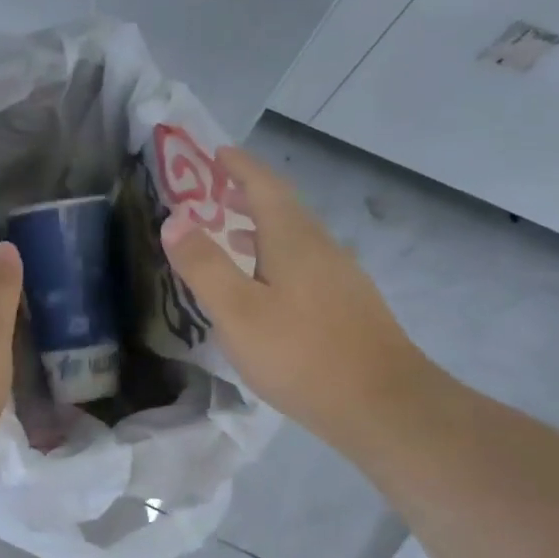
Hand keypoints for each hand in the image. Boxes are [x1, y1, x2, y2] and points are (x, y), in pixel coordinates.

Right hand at [160, 146, 423, 435]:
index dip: (239, 167)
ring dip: (261, 229)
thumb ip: (204, 265)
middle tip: (214, 192)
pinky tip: (265, 287)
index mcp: (294, 239)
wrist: (383, 405)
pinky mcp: (348, 305)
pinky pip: (304, 264)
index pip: (264, 186)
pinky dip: (275, 258)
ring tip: (230, 235)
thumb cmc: (301, 354)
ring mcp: (340, 276)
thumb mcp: (238, 312)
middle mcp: (321, 247)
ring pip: (294, 238)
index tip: (217, 152)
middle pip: (283, 208)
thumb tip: (174, 219)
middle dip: (248, 195)